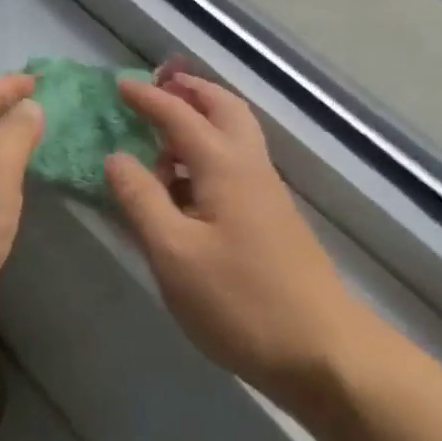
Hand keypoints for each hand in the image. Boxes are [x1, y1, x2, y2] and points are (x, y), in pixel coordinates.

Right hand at [104, 73, 377, 404]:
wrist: (325, 354)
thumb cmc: (241, 301)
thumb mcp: (174, 253)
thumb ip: (141, 200)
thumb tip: (115, 157)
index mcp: (225, 166)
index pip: (180, 116)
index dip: (148, 98)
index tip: (120, 86)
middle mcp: (250, 168)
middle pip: (224, 109)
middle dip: (190, 91)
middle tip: (158, 86)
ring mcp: (267, 194)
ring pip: (236, 134)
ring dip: (203, 118)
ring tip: (164, 134)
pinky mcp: (273, 219)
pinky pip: (237, 162)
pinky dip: (209, 150)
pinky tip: (187, 184)